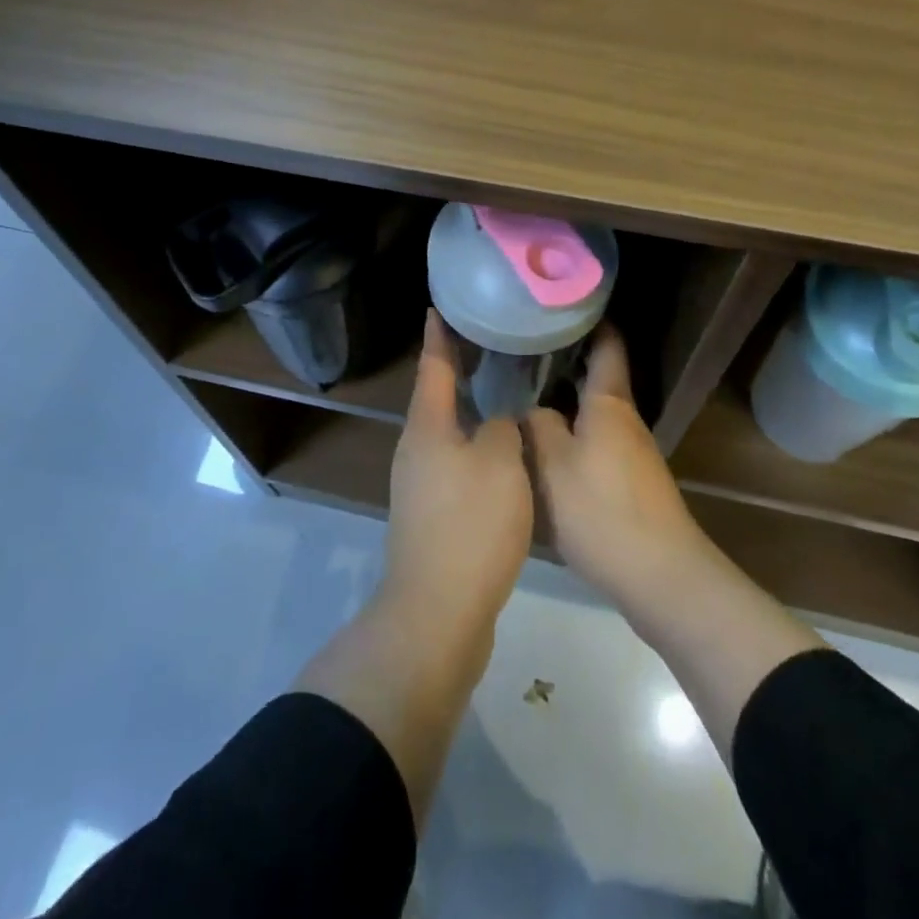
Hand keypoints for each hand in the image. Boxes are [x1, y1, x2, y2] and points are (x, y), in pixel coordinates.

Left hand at [384, 312, 533, 635]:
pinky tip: (502, 456)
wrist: (439, 610)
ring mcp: (420, 485)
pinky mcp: (432, 516)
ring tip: (502, 396)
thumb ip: (503, 428)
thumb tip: (498, 421)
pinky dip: (477, 451)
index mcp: (427, 427)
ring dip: (471, 414)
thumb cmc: (470, 523)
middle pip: (437, 399)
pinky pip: (456, 467)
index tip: (438, 308)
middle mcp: (416, 449)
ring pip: (448, 434)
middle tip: (489, 347)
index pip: (433, 366)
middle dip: (458, 372)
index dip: (439, 336)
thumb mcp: (500, 462)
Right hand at [528, 325, 712, 609]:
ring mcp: (632, 452)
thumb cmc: (602, 510)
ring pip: (595, 412)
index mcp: (608, 404)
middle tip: (523, 349)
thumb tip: (531, 409)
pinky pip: (597, 441)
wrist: (661, 577)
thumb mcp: (552, 465)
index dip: (591, 321)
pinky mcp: (631, 482)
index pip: (606, 346)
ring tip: (525, 393)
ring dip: (566, 399)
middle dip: (565, 361)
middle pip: (597, 378)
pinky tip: (546, 446)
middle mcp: (625, 420)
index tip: (563, 303)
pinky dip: (573, 432)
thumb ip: (537, 427)